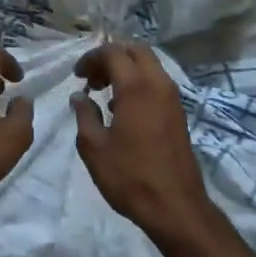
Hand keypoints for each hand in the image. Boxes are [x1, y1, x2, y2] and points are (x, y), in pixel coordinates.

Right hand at [71, 43, 213, 244]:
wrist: (175, 207)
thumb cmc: (130, 177)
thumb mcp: (95, 148)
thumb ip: (84, 115)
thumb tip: (80, 96)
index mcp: (136, 88)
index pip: (113, 52)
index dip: (91, 58)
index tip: (77, 76)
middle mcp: (158, 84)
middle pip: (136, 50)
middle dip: (111, 56)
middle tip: (92, 77)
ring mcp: (172, 98)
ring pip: (149, 64)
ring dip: (126, 68)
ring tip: (103, 91)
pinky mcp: (178, 113)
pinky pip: (157, 82)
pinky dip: (138, 82)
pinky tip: (122, 108)